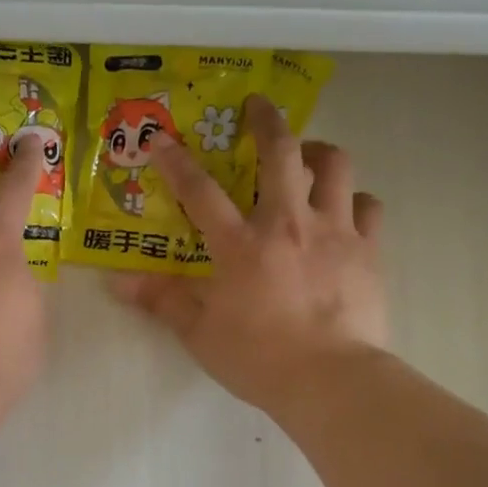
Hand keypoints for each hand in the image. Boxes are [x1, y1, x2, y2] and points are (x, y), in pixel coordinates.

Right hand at [112, 93, 386, 413]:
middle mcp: (288, 224)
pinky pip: (368, 207)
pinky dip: (354, 200)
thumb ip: (163, 301)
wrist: (331, 380)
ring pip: (335, 166)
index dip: (177, 163)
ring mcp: (335, 232)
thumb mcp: (200, 334)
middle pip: (281, 152)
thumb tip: (118, 282)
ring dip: (318, 152)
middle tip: (257, 106)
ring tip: (308, 156)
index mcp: (241, 245)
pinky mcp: (369, 251)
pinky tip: (345, 210)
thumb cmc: (259, 359)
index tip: (163, 141)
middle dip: (266, 121)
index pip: (201, 192)